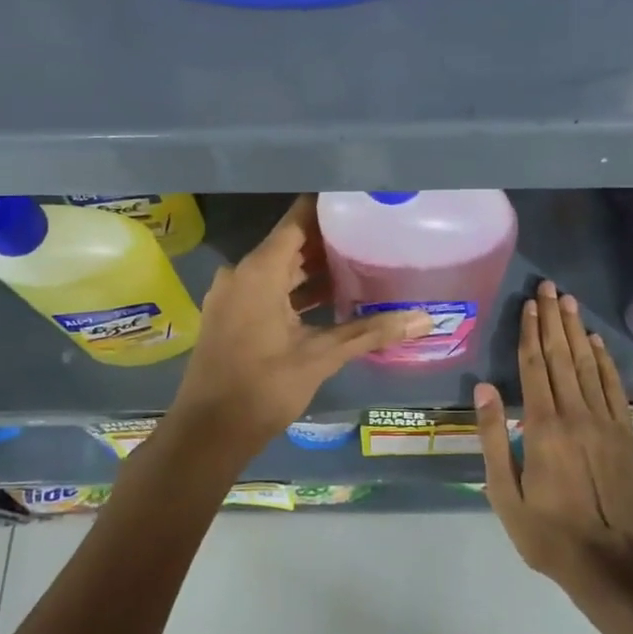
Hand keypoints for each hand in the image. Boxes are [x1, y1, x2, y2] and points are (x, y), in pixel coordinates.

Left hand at [166, 195, 431, 457]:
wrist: (208, 433)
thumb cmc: (263, 388)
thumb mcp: (321, 357)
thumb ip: (371, 332)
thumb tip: (424, 319)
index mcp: (260, 270)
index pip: (298, 219)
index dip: (329, 207)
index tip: (361, 200)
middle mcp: (241, 272)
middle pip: (290, 243)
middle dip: (329, 240)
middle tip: (372, 234)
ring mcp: (232, 294)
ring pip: (279, 268)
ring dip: (314, 268)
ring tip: (360, 264)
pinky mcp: (230, 314)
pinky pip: (267, 288)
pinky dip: (296, 289)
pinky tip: (331, 299)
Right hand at [477, 280, 632, 583]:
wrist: (610, 563)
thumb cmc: (546, 532)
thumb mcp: (504, 493)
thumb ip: (493, 438)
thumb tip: (483, 388)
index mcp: (542, 427)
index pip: (534, 366)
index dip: (530, 332)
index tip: (528, 303)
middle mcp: (575, 414)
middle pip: (562, 356)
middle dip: (553, 319)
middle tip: (549, 287)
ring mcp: (605, 422)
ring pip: (588, 365)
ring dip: (577, 331)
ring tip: (569, 301)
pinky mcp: (626, 434)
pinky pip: (615, 388)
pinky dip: (606, 361)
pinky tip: (597, 342)